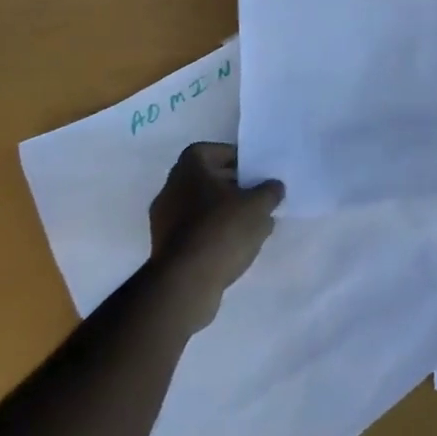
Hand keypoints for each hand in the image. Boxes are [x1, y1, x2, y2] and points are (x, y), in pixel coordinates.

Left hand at [149, 142, 283, 291]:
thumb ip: (270, 191)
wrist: (184, 284)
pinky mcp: (164, 250)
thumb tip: (273, 187)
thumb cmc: (222, 230)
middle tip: (256, 195)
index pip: (209, 151)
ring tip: (250, 224)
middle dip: (231, 185)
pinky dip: (212, 233)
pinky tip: (234, 246)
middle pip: (205, 179)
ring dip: (223, 211)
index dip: (232, 157)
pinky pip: (193, 231)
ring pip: (199, 207)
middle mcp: (170, 190)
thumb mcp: (259, 205)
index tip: (252, 170)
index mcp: (188, 170)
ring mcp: (163, 222)